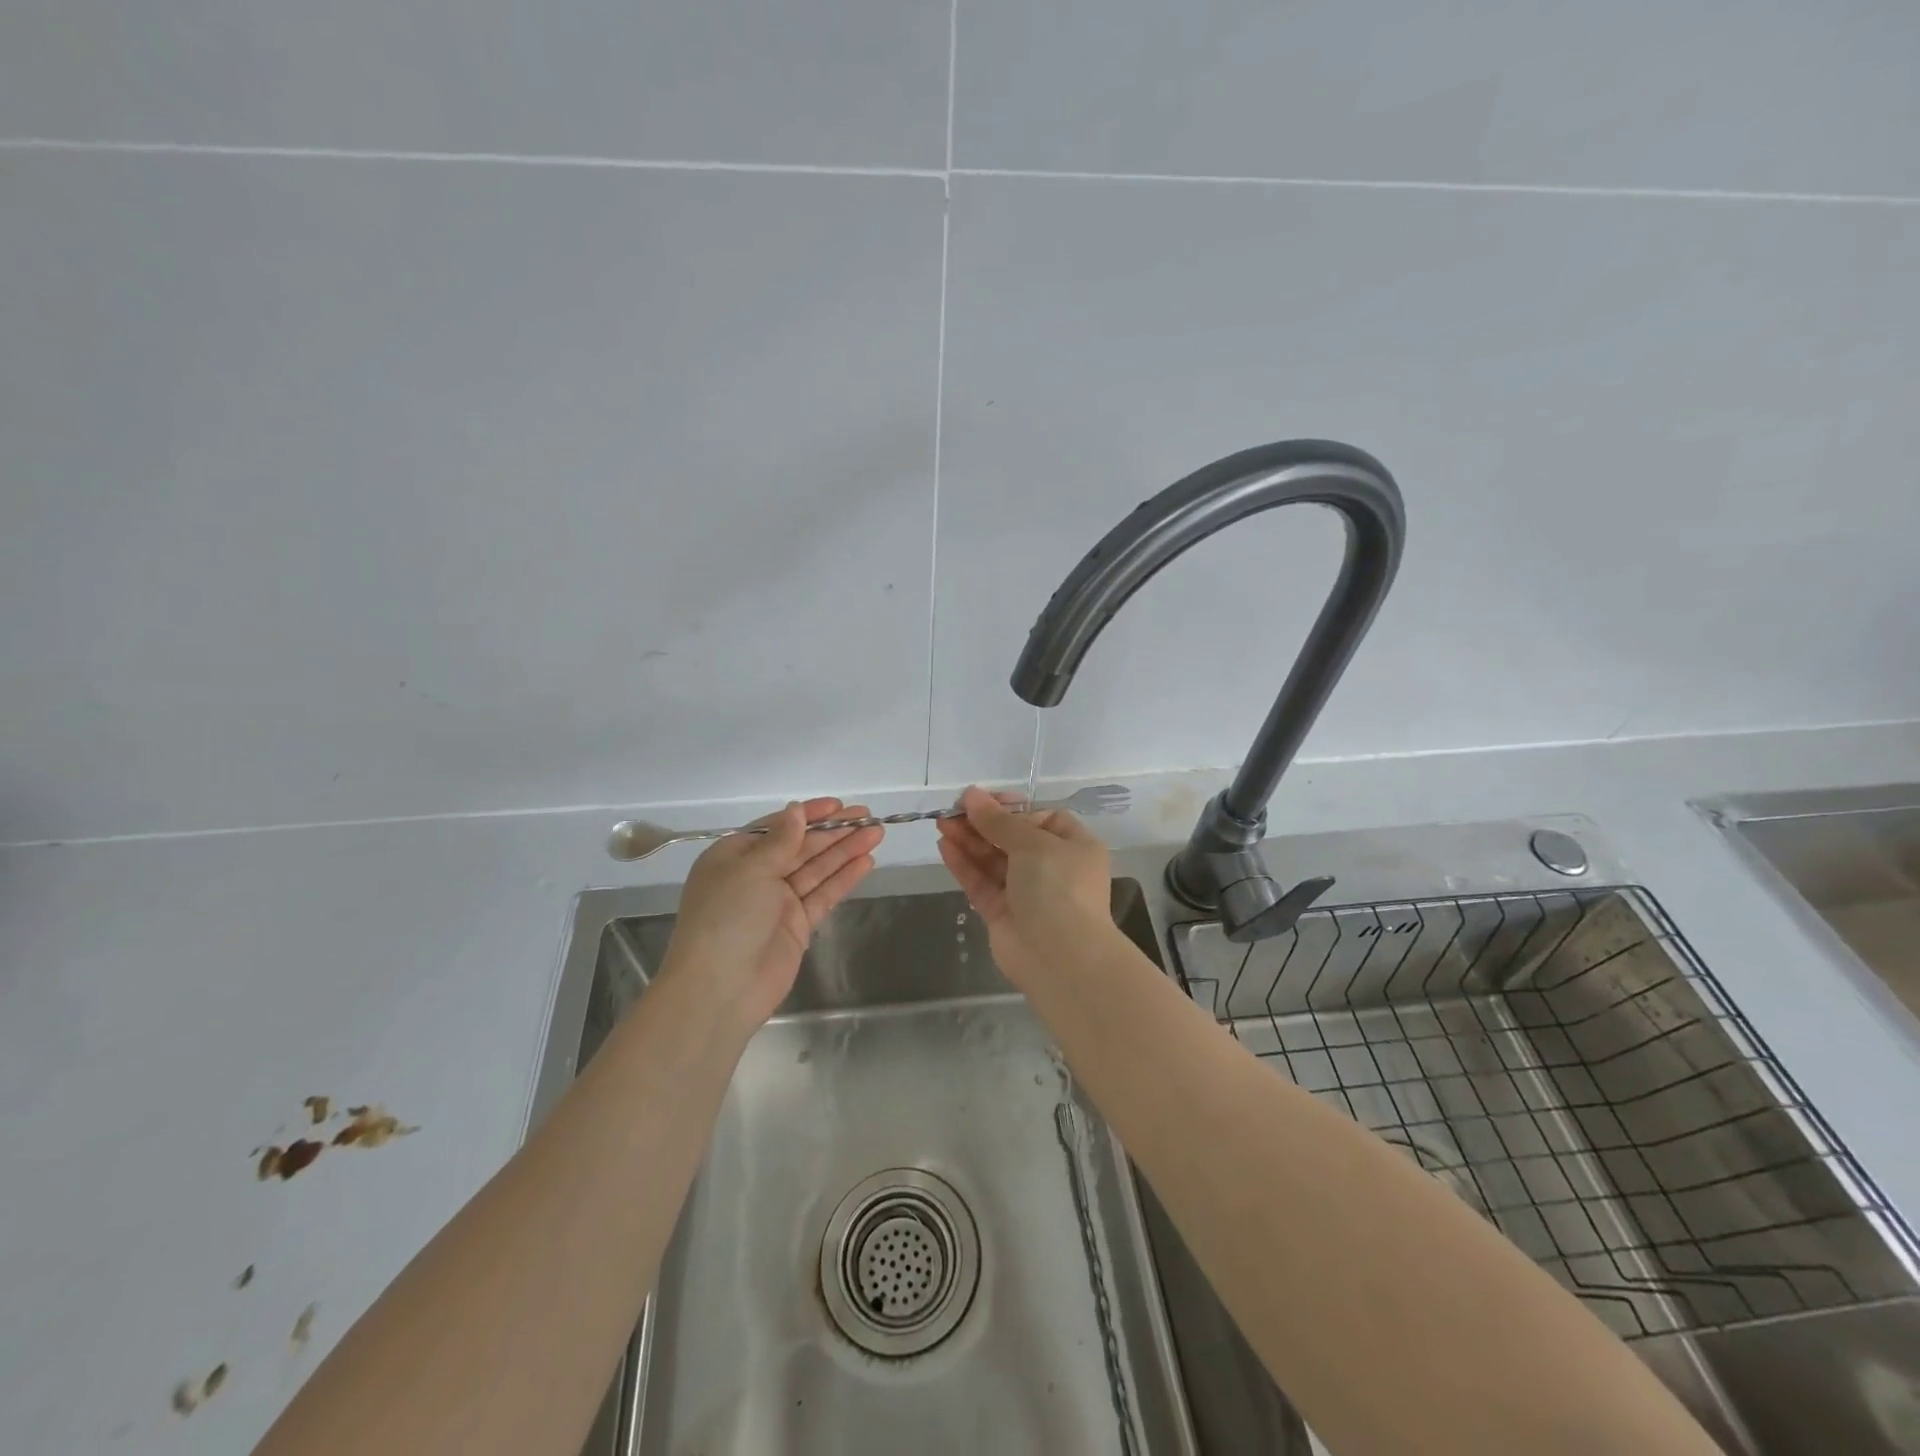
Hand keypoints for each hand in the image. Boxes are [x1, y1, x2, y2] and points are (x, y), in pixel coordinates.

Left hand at [661, 797, 882, 1031]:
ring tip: (876, 833)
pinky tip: (866, 862)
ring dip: (845, 851)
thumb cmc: (727, 918)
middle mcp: (756, 876)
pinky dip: (843, 878)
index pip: (776, 828)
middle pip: (801, 847)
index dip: (808, 815)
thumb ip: (781, 840)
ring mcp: (778, 902)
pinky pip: (823, 895)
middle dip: (834, 832)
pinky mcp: (797, 926)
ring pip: (817, 869)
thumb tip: (796, 810)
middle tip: (867, 816)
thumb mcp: (750, 870)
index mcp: (734, 857)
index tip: (838, 805)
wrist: (721, 989)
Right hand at [935, 785, 1114, 991]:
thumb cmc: (1059, 888)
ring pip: (993, 860)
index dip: (1010, 807)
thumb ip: (998, 821)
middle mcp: (1052, 868)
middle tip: (952, 810)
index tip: (982, 800)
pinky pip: (982, 883)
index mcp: (1073, 846)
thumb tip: (972, 795)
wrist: (1062, 958)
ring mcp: (1026, 893)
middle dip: (982, 823)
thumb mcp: (1033, 844)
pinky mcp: (1003, 914)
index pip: (1040, 817)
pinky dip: (964, 865)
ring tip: (941, 823)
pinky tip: (944, 846)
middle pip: (1012, 838)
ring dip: (969, 841)